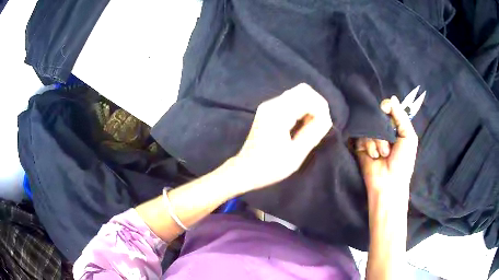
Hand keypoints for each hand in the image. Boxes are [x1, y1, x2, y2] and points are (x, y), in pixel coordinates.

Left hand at [232, 83, 332, 190]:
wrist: (245, 169)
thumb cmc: (269, 166)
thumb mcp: (295, 154)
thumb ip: (313, 133)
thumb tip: (327, 118)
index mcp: (278, 114)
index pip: (307, 97)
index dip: (321, 109)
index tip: (324, 126)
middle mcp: (272, 104)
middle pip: (303, 90)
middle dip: (317, 105)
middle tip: (320, 125)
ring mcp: (268, 106)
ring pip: (297, 94)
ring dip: (309, 107)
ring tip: (311, 127)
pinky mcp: (268, 110)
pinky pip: (290, 101)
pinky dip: (301, 109)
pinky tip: (302, 125)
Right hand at [356, 96, 417, 199]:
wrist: (389, 184)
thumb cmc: (403, 162)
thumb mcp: (409, 137)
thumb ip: (401, 117)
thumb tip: (392, 98)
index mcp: (396, 128)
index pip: (388, 109)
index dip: (386, 107)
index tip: (385, 109)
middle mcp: (383, 131)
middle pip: (377, 116)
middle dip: (382, 128)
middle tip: (388, 141)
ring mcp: (371, 139)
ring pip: (369, 127)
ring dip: (377, 141)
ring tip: (382, 154)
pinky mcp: (360, 146)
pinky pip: (361, 137)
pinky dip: (369, 146)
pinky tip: (374, 156)